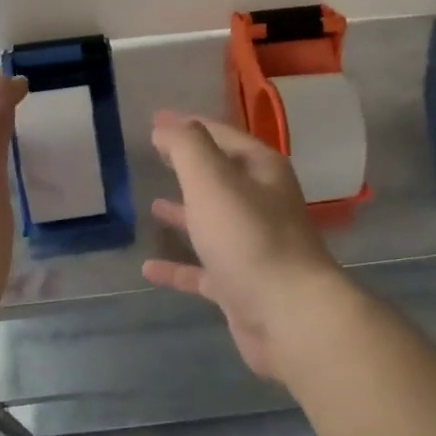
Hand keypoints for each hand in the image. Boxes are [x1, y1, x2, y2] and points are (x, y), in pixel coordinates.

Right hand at [142, 111, 349, 379]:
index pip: (222, 136)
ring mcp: (252, 247)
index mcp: (261, 171)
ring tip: (152, 205)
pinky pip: (202, 271)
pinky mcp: (241, 286)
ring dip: (185, 214)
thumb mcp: (212, 180)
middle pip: (220, 177)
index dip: (188, 125)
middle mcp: (261, 204)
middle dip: (188, 166)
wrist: (288, 314)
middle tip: (153, 156)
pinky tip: (148, 269)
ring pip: (212, 223)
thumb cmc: (249, 237)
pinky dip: (178, 268)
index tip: (154, 120)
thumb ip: (187, 147)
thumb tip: (166, 126)